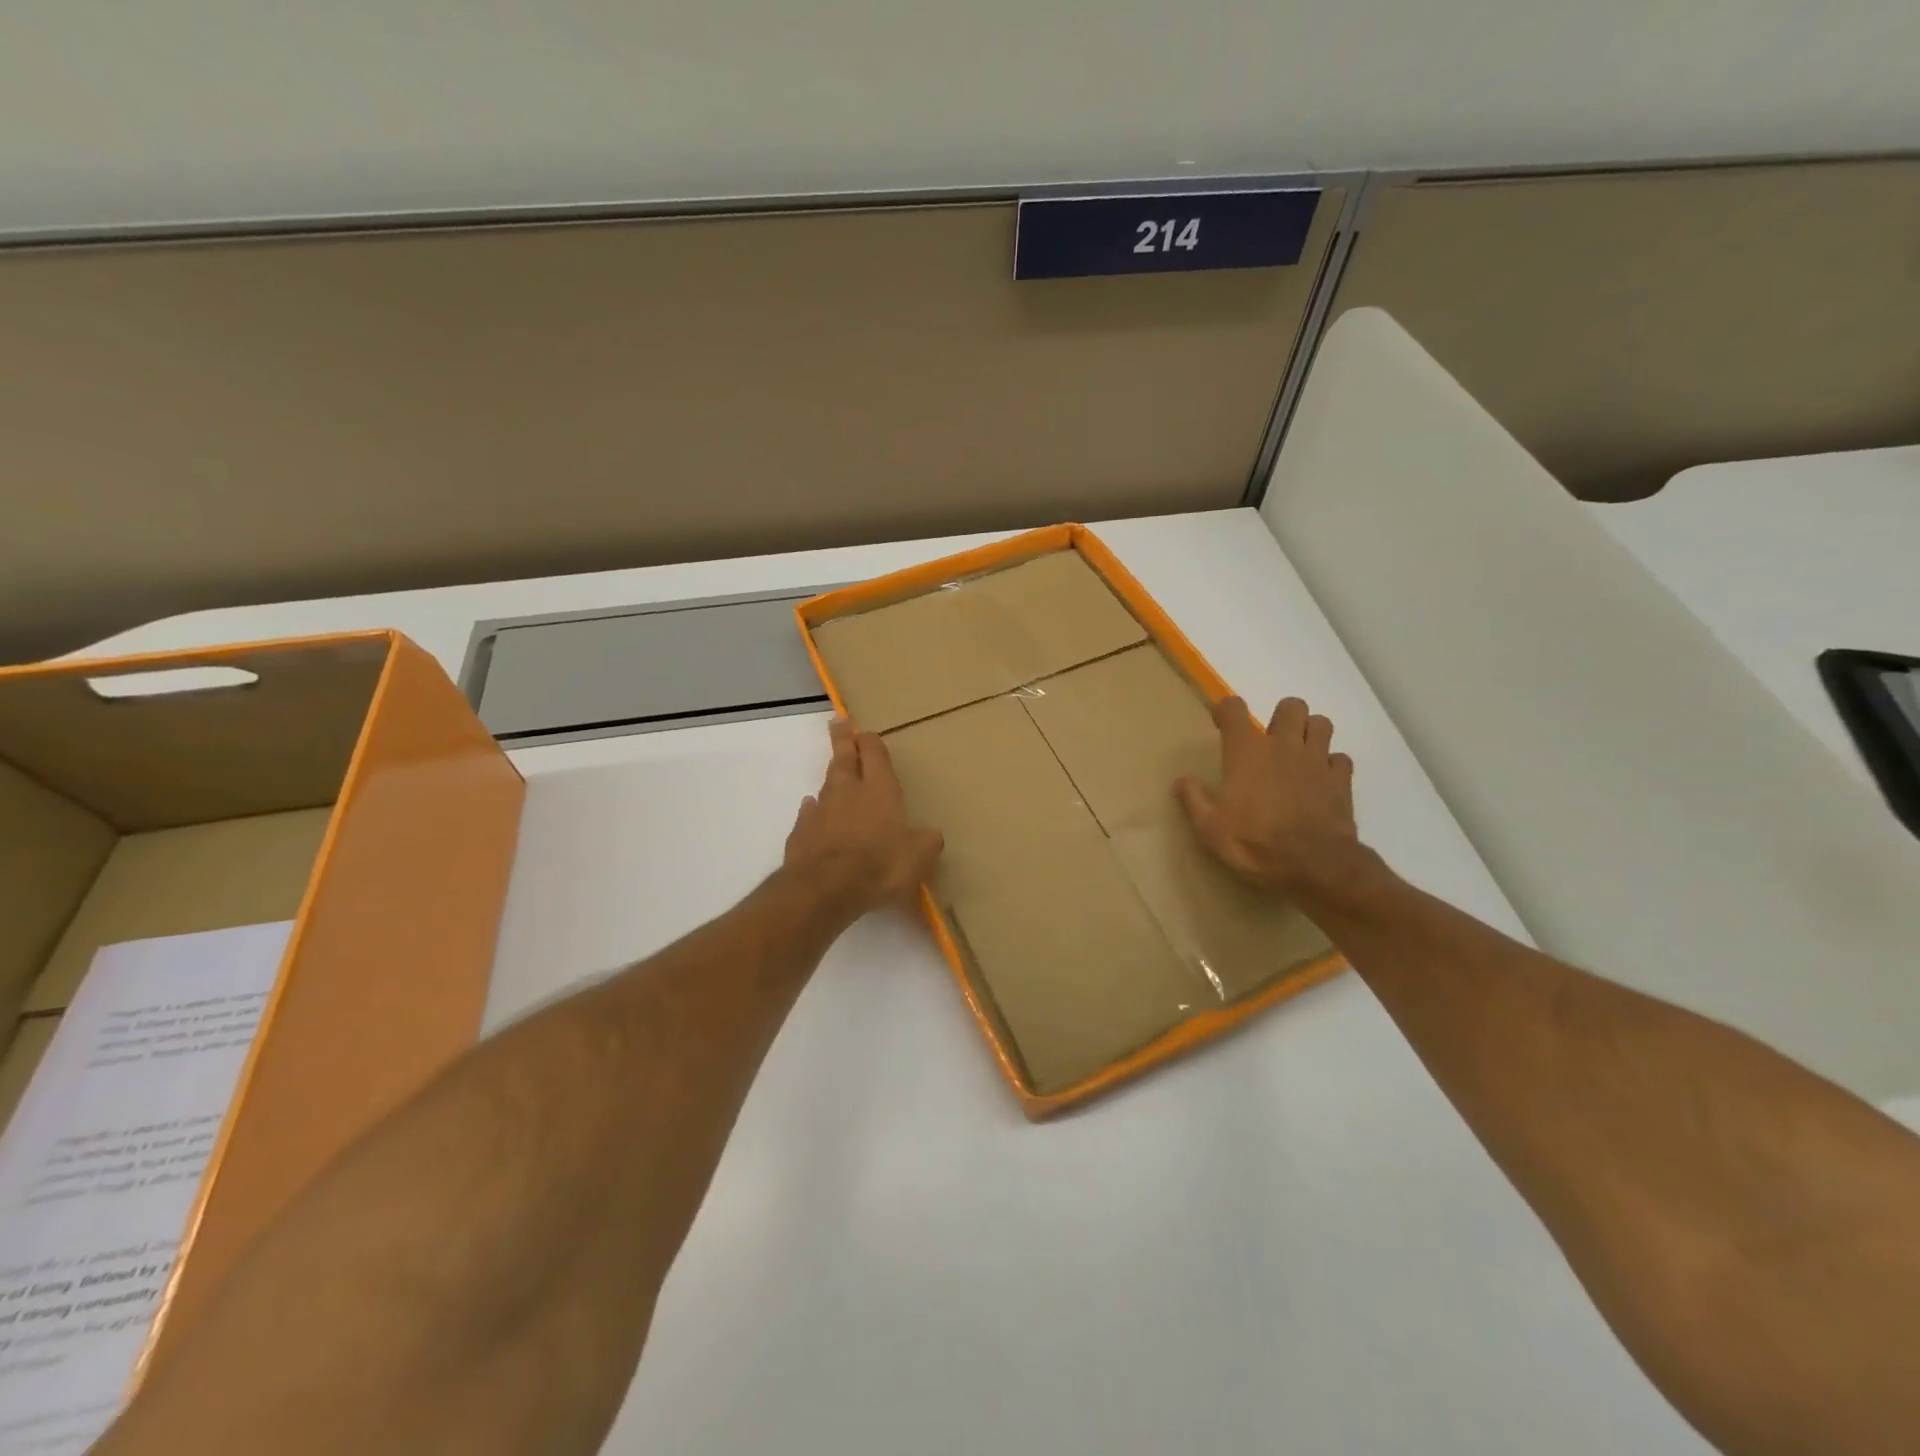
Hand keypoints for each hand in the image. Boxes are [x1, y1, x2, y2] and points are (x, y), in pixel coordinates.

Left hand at [784, 717, 943, 919]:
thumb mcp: (919, 856)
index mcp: (879, 789)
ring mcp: (820, 811)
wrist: (825, 888)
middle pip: (844, 758)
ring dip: (832, 775)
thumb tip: (931, 836)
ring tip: (833, 769)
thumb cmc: (880, 865)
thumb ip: (926, 842)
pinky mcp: (801, 833)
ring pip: (826, 784)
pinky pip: (809, 814)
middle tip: (838, 722)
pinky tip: (812, 809)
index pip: (875, 754)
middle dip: (843, 740)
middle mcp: (848, 792)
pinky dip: (812, 809)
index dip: (871, 742)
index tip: (866, 732)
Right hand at [1176, 696, 1363, 899]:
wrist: (1313, 866)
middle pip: (1290, 706)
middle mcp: (1283, 747)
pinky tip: (1321, 781)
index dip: (1226, 710)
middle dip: (1281, 717)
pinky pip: (1340, 758)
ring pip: (1321, 724)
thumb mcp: (1209, 828)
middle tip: (1272, 742)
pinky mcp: (1341, 780)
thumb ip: (1194, 800)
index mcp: (1246, 753)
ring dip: (1310, 733)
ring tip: (1299, 755)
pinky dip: (1331, 765)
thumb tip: (1182, 780)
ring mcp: (1317, 761)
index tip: (1222, 724)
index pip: (1234, 709)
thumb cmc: (1254, 843)